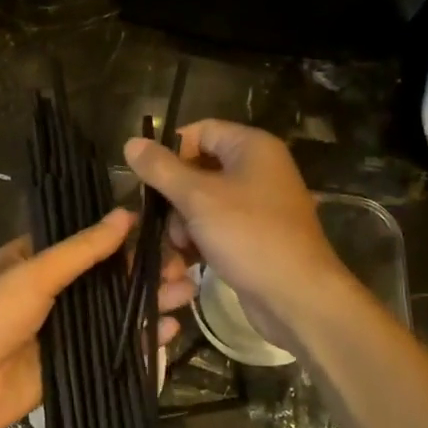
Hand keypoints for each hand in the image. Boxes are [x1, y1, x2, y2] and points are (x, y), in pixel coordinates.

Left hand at [0, 208, 189, 427]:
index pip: (89, 242)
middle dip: (145, 272)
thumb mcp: (31, 274)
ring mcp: (64, 330)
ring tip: (185, 294)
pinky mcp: (73, 365)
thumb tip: (125, 215)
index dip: (126, 238)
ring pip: (115, 312)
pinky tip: (167, 330)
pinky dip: (139, 340)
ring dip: (148, 302)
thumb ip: (81, 250)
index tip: (166, 233)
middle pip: (108, 277)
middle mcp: (53, 291)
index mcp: (36, 260)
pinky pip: (112, 348)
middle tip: (185, 268)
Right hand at [124, 120, 350, 353]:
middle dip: (175, 195)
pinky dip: (201, 238)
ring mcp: (259, 203)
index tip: (148, 179)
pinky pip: (218, 225)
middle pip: (199, 167)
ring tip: (181, 246)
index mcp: (252, 147)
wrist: (297, 296)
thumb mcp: (197, 198)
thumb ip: (161, 169)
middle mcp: (259, 169)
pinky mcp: (256, 234)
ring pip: (204, 201)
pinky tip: (190, 258)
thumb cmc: (248, 235)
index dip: (171, 151)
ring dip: (184, 222)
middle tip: (163, 220)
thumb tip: (131, 142)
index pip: (200, 131)